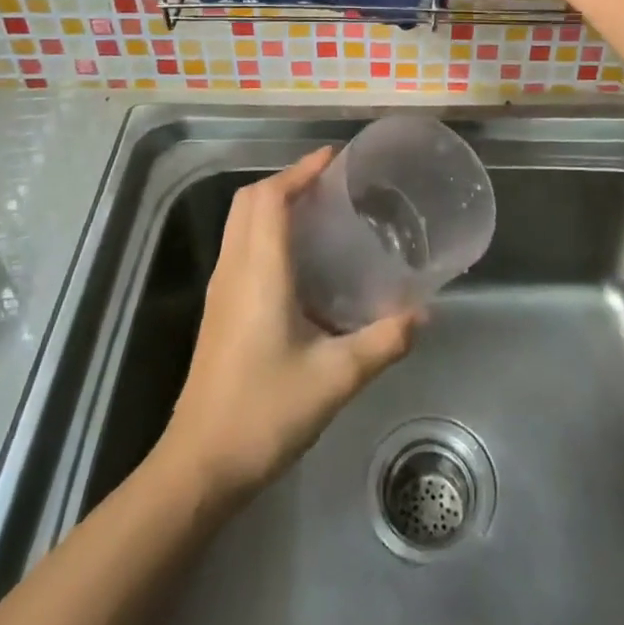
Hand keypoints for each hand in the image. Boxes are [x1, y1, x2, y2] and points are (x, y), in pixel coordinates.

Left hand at [161, 148, 418, 498]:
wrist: (200, 467)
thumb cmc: (264, 412)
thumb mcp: (336, 377)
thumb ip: (383, 341)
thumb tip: (423, 314)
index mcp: (259, 272)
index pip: (270, 198)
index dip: (300, 170)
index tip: (334, 158)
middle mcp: (234, 270)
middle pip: (250, 201)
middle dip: (287, 180)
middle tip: (330, 182)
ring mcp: (222, 291)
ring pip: (241, 223)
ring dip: (274, 203)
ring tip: (320, 209)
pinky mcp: (219, 311)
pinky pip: (241, 247)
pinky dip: (266, 230)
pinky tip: (301, 259)